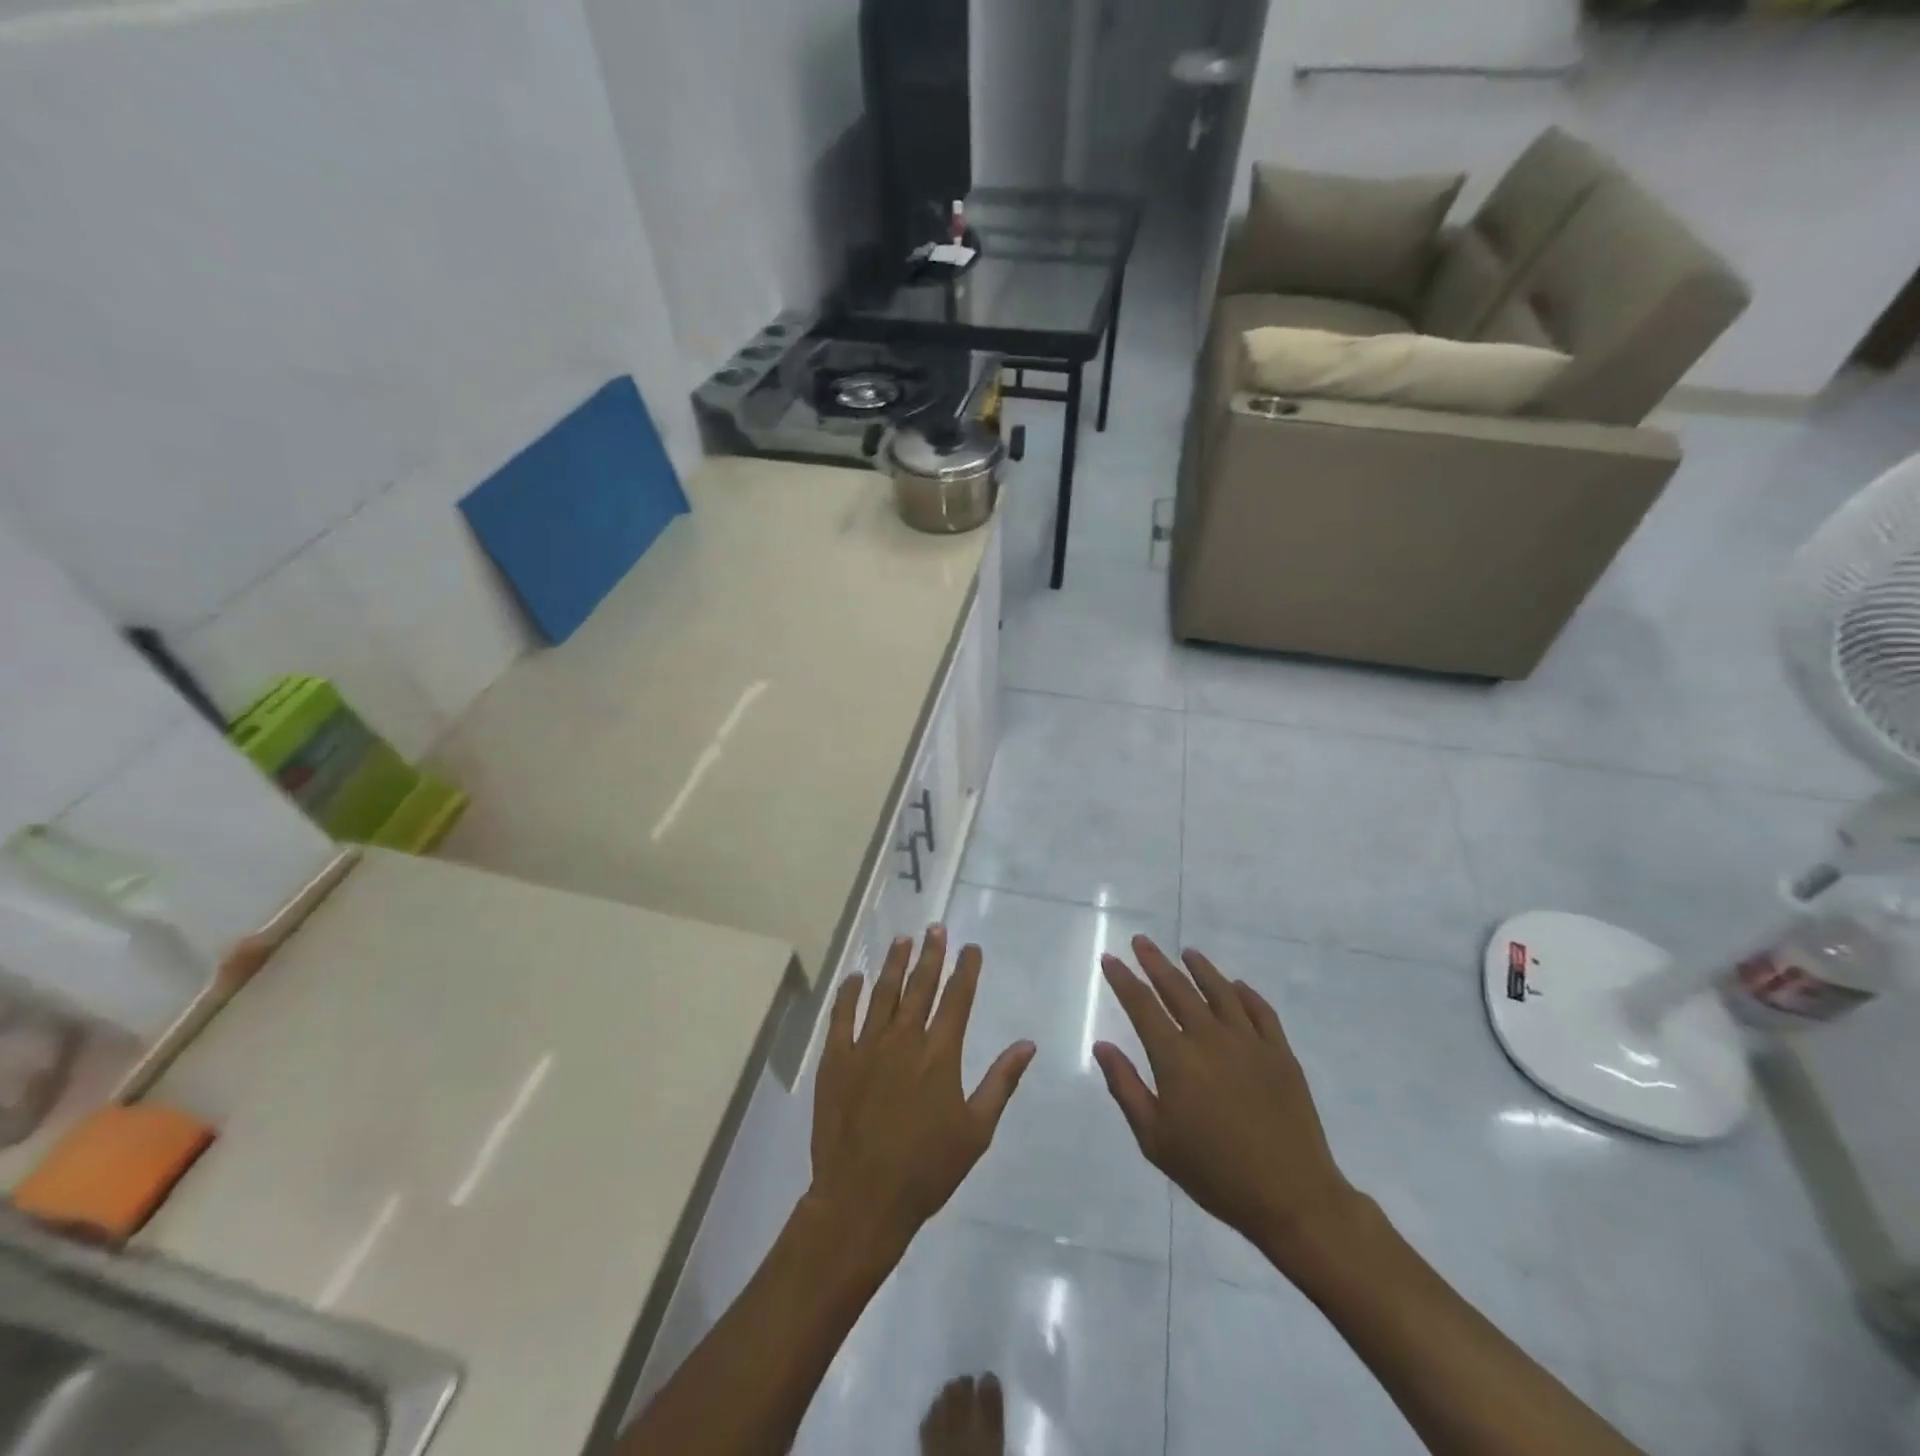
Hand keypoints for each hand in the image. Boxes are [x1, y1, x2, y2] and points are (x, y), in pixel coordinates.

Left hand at [808, 927, 1035, 1259]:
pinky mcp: (836, 1060)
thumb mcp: (976, 1129)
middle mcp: (904, 1039)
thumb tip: (1027, 1044)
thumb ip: (1001, 1081)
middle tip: (936, 928)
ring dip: (894, 964)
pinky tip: (855, 977)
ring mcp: (866, 1046)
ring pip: (883, 992)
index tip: (971, 947)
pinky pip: (842, 1016)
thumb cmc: (927, 1168)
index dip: (966, 969)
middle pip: (920, 985)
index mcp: (940, 1053)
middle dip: (931, 954)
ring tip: (903, 940)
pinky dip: (849, 993)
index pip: (957, 998)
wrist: (862, 1198)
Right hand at [1094, 936, 1358, 1268]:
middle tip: (1141, 941)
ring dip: (1201, 968)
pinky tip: (1237, 986)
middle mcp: (1210, 1038)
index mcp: (1176, 1058)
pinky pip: (1260, 1011)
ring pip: (1220, 991)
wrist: (1291, 1197)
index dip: (1123, 979)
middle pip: (1177, 988)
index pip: (1142, 1006)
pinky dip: (1245, 993)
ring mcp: (1249, 1042)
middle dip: (1155, 962)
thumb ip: (1126, 1087)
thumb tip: (1102, 1046)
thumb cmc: (1214, 1173)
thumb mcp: (1155, 1139)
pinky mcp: (1280, 1053)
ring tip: (1187, 953)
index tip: (1110, 959)